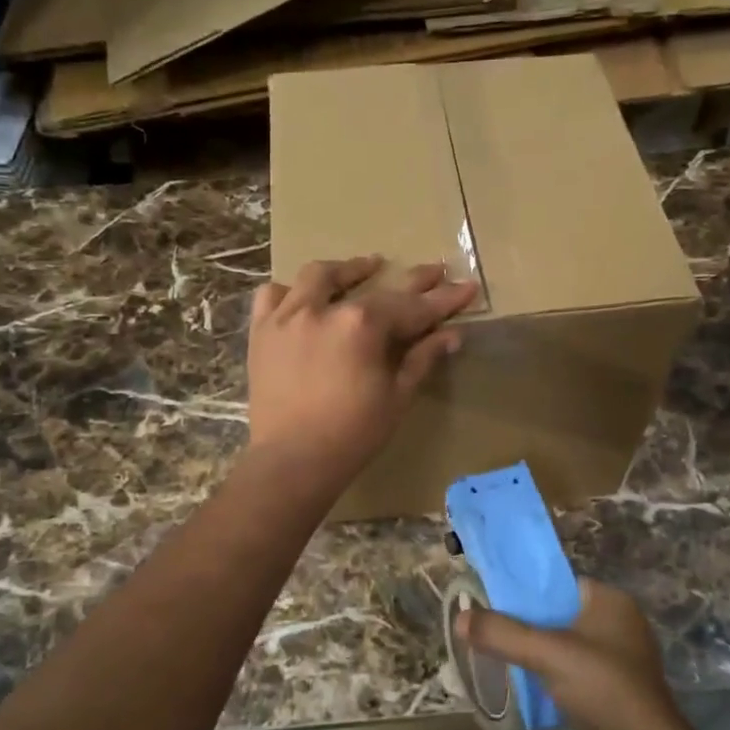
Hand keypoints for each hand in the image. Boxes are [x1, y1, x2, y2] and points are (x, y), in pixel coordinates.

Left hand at [247, 255, 477, 482]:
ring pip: (317, 277)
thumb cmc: (353, 434)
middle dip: (410, 280)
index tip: (467, 287)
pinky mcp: (262, 331)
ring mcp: (288, 316)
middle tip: (434, 271)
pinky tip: (304, 298)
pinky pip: (272, 296)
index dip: (443, 299)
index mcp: (362, 325)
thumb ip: (422, 358)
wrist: (293, 460)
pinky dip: (291, 292)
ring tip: (365, 269)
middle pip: (373, 286)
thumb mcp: (397, 397)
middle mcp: (324, 309)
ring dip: (346, 271)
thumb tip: (451, 334)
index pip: (412, 307)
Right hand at [457, 579, 681, 729]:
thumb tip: (461, 617)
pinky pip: (577, 671)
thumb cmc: (601, 687)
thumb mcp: (546, 653)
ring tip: (506, 660)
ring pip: (567, 645)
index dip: (525, 591)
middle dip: (528, 626)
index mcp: (610, 600)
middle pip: (560, 614)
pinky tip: (533, 688)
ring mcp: (622, 657)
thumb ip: (503, 633)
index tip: (494, 603)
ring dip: (540, 654)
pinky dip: (555, 676)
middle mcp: (620, 622)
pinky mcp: (619, 688)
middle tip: (494, 634)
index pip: (559, 583)